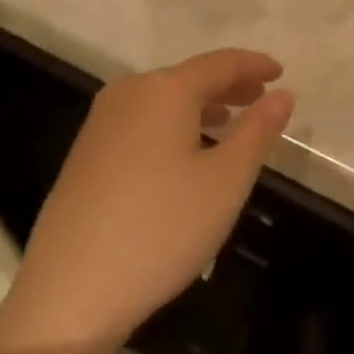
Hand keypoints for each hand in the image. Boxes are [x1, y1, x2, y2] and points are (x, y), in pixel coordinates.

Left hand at [0, 50, 294, 353]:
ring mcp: (100, 122)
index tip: (280, 72)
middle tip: (260, 98)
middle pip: (188, 77)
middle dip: (228, 85)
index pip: (219, 63)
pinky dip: (172, 124)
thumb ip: (258, 131)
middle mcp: (128, 93)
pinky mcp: (84, 152)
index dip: (253, 65)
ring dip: (200, 106)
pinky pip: (140, 121)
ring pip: (162, 100)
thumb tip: (283, 94)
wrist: (69, 290)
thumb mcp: (225, 181)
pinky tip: (182, 153)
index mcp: (164, 90)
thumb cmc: (161, 229)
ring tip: (227, 123)